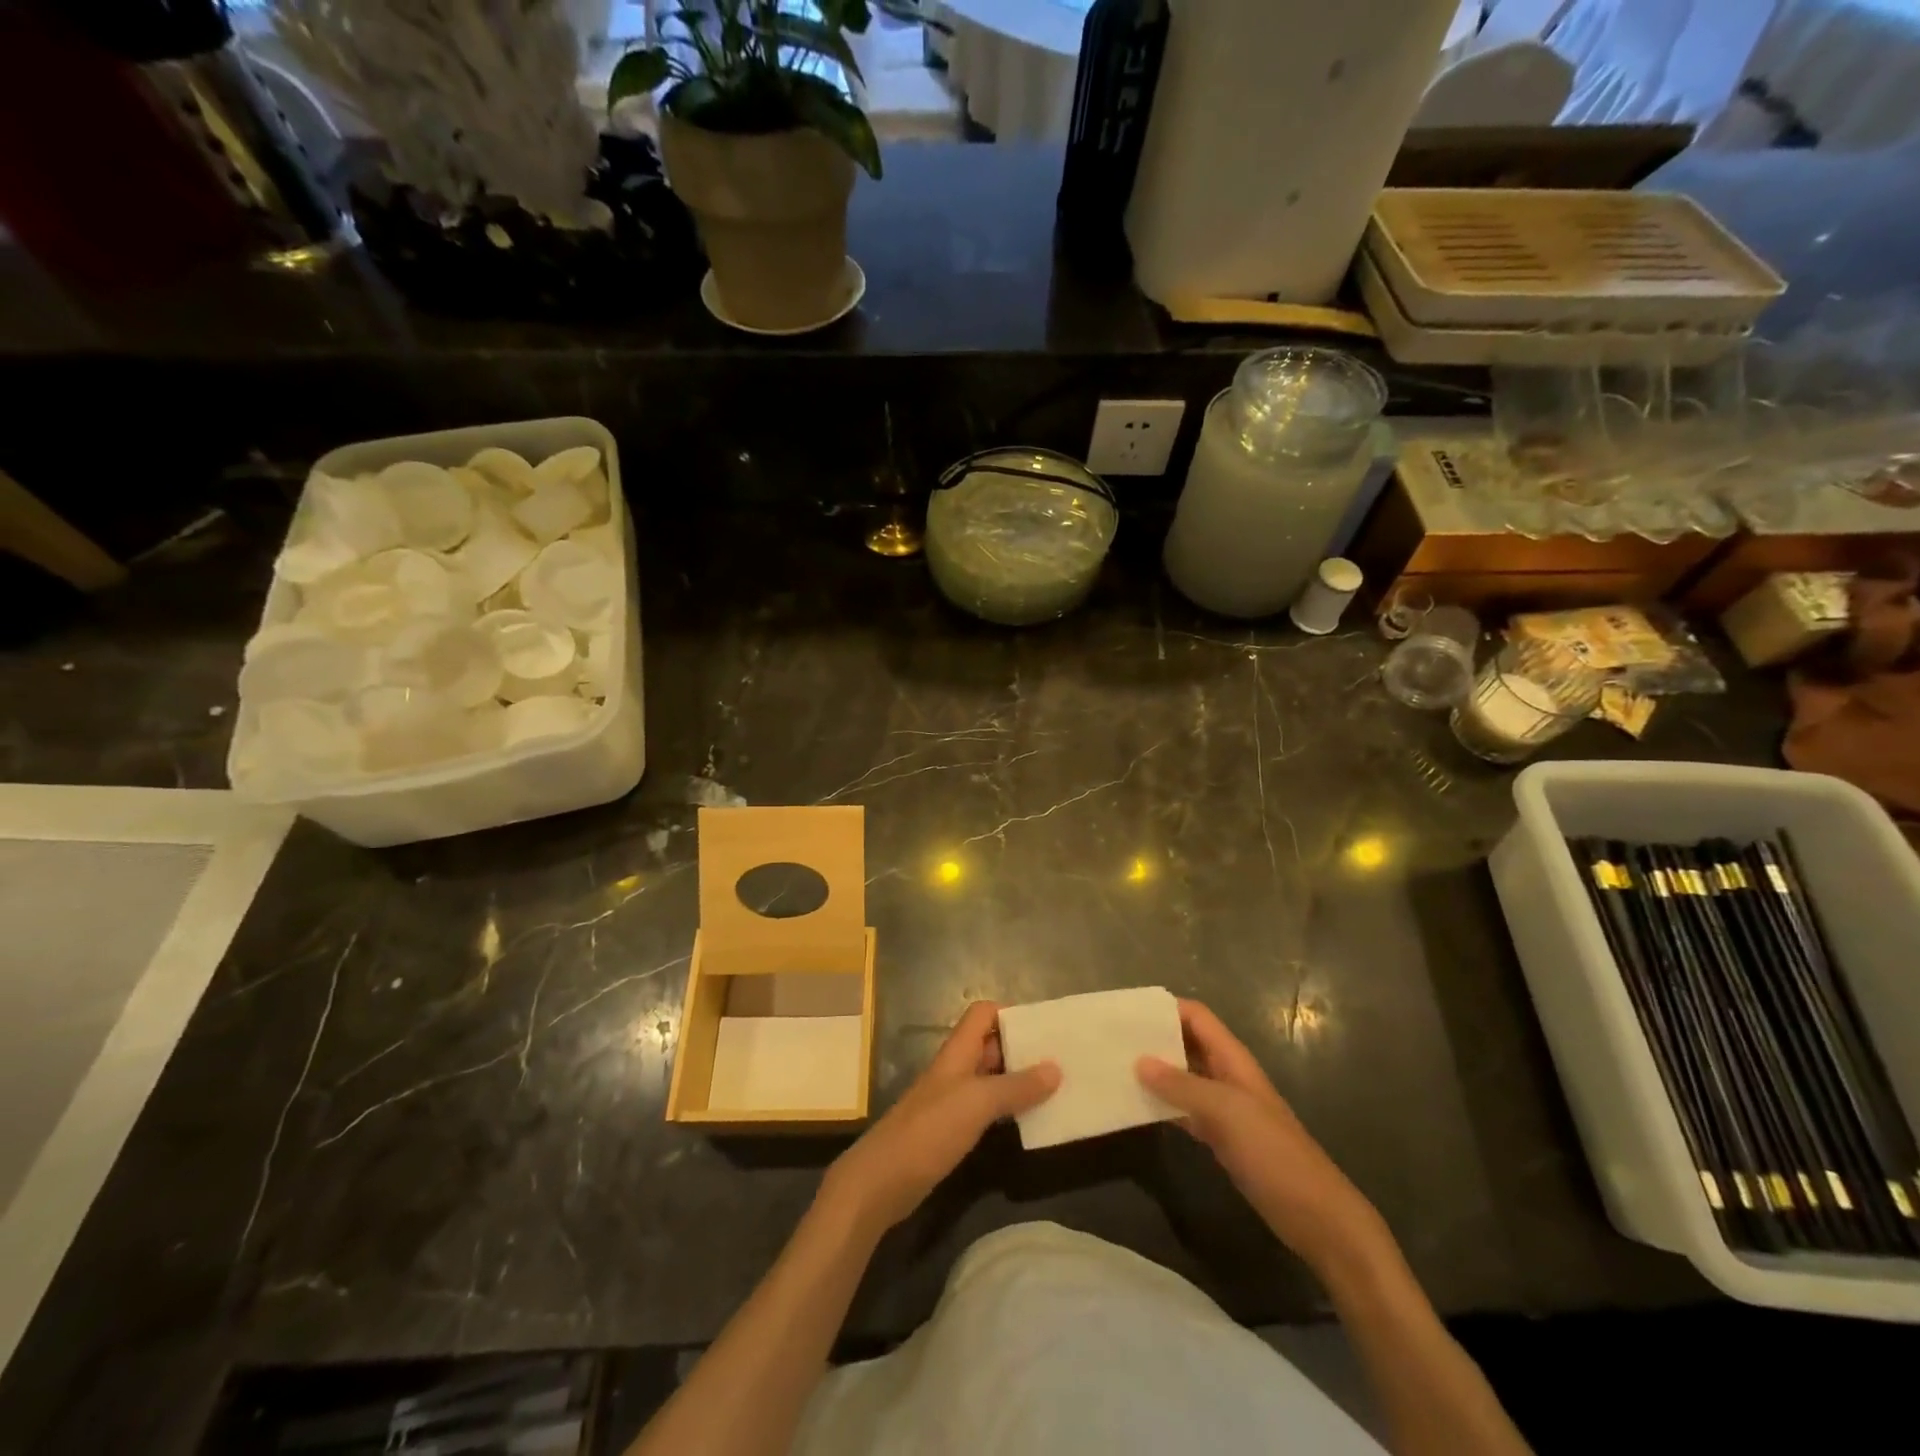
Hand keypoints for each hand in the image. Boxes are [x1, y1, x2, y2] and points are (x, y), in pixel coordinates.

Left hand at [822, 1002, 1058, 1237]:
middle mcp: (955, 1070)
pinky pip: (987, 1109)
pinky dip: (1008, 1109)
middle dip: (1023, 1048)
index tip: (1044, 1028)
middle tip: (1062, 1059)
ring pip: (991, 1079)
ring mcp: (952, 1101)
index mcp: (957, 1053)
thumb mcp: (977, 1103)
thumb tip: (1056, 1068)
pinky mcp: (952, 1131)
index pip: (983, 1014)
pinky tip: (1031, 1121)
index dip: (1011, 1014)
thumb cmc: (929, 1131)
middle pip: (990, 1045)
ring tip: (1057, 1088)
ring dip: (1019, 1081)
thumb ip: (1016, 1086)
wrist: (881, 1181)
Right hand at [1138, 999, 1385, 1276]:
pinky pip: (1184, 1110)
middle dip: (1153, 1038)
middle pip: (1186, 1043)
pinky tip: (1136, 1108)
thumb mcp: (1226, 1112)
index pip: (1196, 1016)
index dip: (1165, 1008)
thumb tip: (1139, 1060)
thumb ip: (1182, 1085)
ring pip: (1182, 1077)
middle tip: (1111, 1040)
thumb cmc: (1274, 1154)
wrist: (1317, 1217)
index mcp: (1233, 1059)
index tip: (1127, 1012)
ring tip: (1114, 1068)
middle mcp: (1227, 1076)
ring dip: (1154, 1072)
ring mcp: (1224, 1108)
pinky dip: (1162, 1106)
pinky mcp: (1220, 1137)